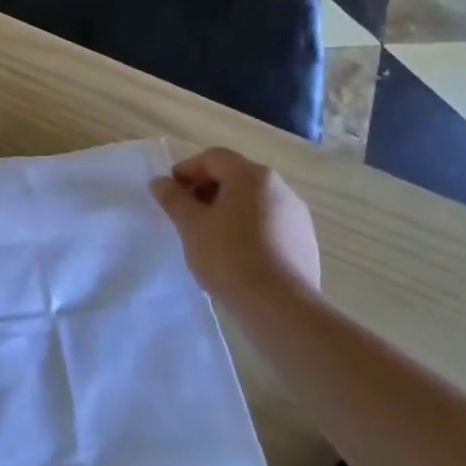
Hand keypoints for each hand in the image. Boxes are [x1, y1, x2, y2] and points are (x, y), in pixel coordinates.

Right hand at [150, 147, 321, 303]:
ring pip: (254, 201)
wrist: (281, 307)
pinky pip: (269, 223)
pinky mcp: (305, 242)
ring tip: (210, 235)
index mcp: (251, 176)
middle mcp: (279, 187)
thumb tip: (160, 182)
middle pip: (235, 176)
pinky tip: (236, 254)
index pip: (213, 158)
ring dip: (228, 209)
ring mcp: (297, 215)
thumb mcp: (190, 225)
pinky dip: (248, 228)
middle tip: (187, 213)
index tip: (171, 192)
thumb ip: (173, 198)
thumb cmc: (229, 256)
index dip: (187, 170)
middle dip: (207, 189)